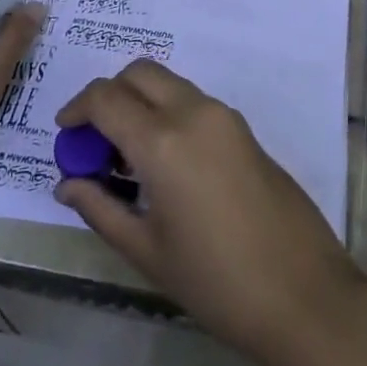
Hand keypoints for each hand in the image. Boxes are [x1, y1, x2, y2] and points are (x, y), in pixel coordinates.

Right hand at [53, 61, 366, 365]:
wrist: (302, 292)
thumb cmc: (215, 281)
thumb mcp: (147, 251)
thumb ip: (101, 208)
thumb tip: (68, 183)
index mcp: (163, 140)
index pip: (106, 98)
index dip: (77, 109)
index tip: (64, 133)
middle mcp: (193, 112)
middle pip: (140, 73)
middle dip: (109, 94)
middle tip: (95, 140)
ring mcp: (223, 115)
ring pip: (169, 83)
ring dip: (141, 102)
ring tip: (127, 158)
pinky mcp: (243, 127)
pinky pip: (193, 101)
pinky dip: (167, 112)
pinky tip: (164, 162)